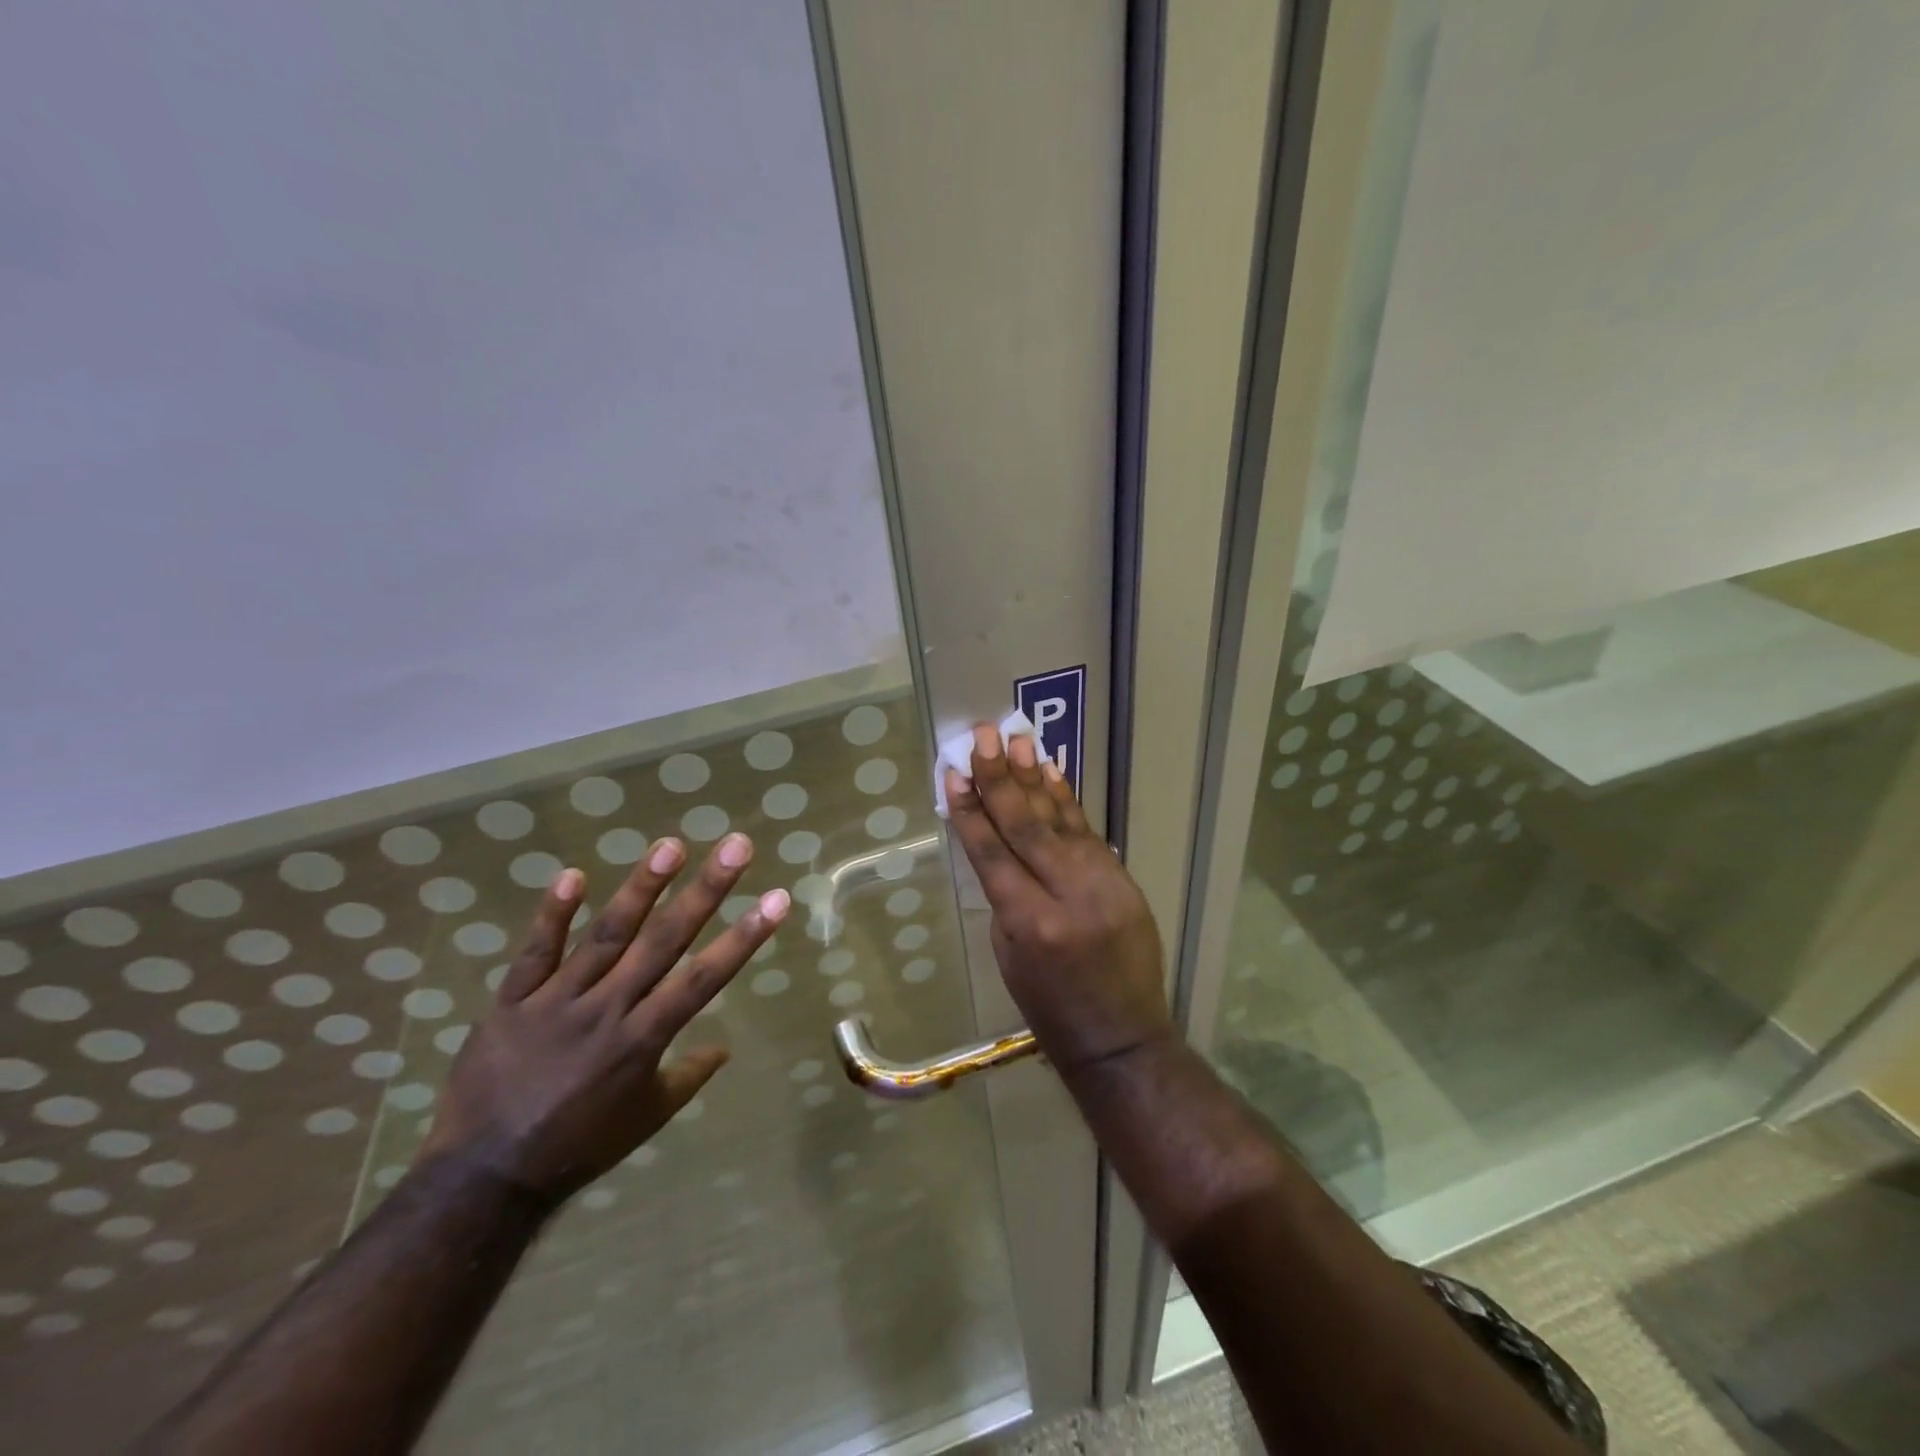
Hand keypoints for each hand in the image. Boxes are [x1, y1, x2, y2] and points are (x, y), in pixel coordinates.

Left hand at [417, 833, 788, 1205]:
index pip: (705, 977)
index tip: (777, 898)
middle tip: (736, 846)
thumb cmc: (579, 1146)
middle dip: (706, 891)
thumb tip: (724, 1047)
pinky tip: (573, 874)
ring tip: (671, 846)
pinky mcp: (512, 1002)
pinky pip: (535, 953)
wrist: (483, 1178)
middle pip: (664, 941)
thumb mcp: (646, 1117)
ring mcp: (557, 1002)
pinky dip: (552, 914)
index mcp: (644, 1040)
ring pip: (606, 935)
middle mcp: (608, 1009)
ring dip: (641, 888)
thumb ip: (688, 1076)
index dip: (744, 936)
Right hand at [943, 723, 1173, 1075]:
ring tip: (1018, 740)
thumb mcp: (1009, 957)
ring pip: (1060, 821)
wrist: (1122, 1037)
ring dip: (1035, 778)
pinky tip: (1053, 773)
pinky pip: (1088, 833)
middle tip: (983, 736)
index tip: (954, 772)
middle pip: (1026, 826)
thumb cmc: (1050, 1009)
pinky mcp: (1123, 879)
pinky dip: (1068, 801)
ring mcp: (1101, 884)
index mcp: (1029, 923)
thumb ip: (1005, 898)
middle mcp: (1066, 895)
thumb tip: (999, 847)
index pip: (991, 853)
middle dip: (1000, 778)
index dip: (970, 810)